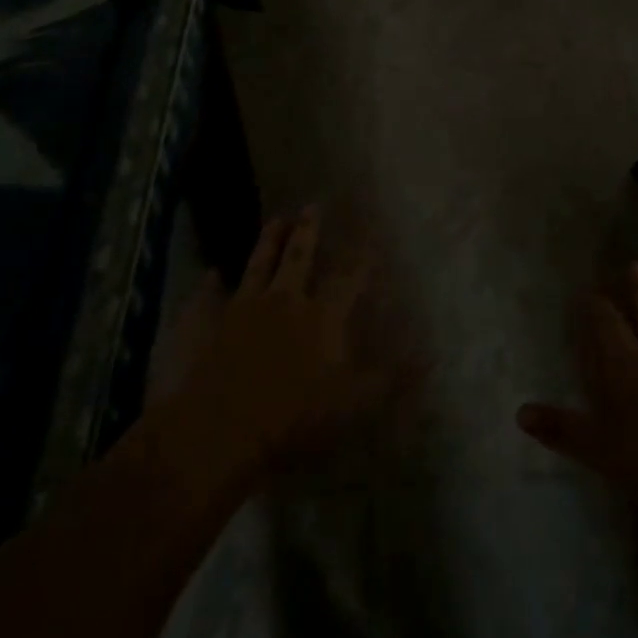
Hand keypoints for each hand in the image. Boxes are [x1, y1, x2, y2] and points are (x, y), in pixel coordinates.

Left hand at [136, 210, 397, 494]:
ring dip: (268, 241)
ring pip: (257, 265)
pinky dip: (209, 285)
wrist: (217, 432)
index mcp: (321, 318)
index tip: (371, 231)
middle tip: (312, 205)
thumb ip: (391, 378)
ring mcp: (241, 309)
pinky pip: (207, 297)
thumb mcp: (353, 404)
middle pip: (298, 257)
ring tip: (276, 219)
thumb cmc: (293, 420)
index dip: (361, 255)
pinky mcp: (205, 326)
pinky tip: (210, 274)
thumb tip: (431, 355)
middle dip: (308, 231)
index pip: (348, 277)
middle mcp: (283, 302)